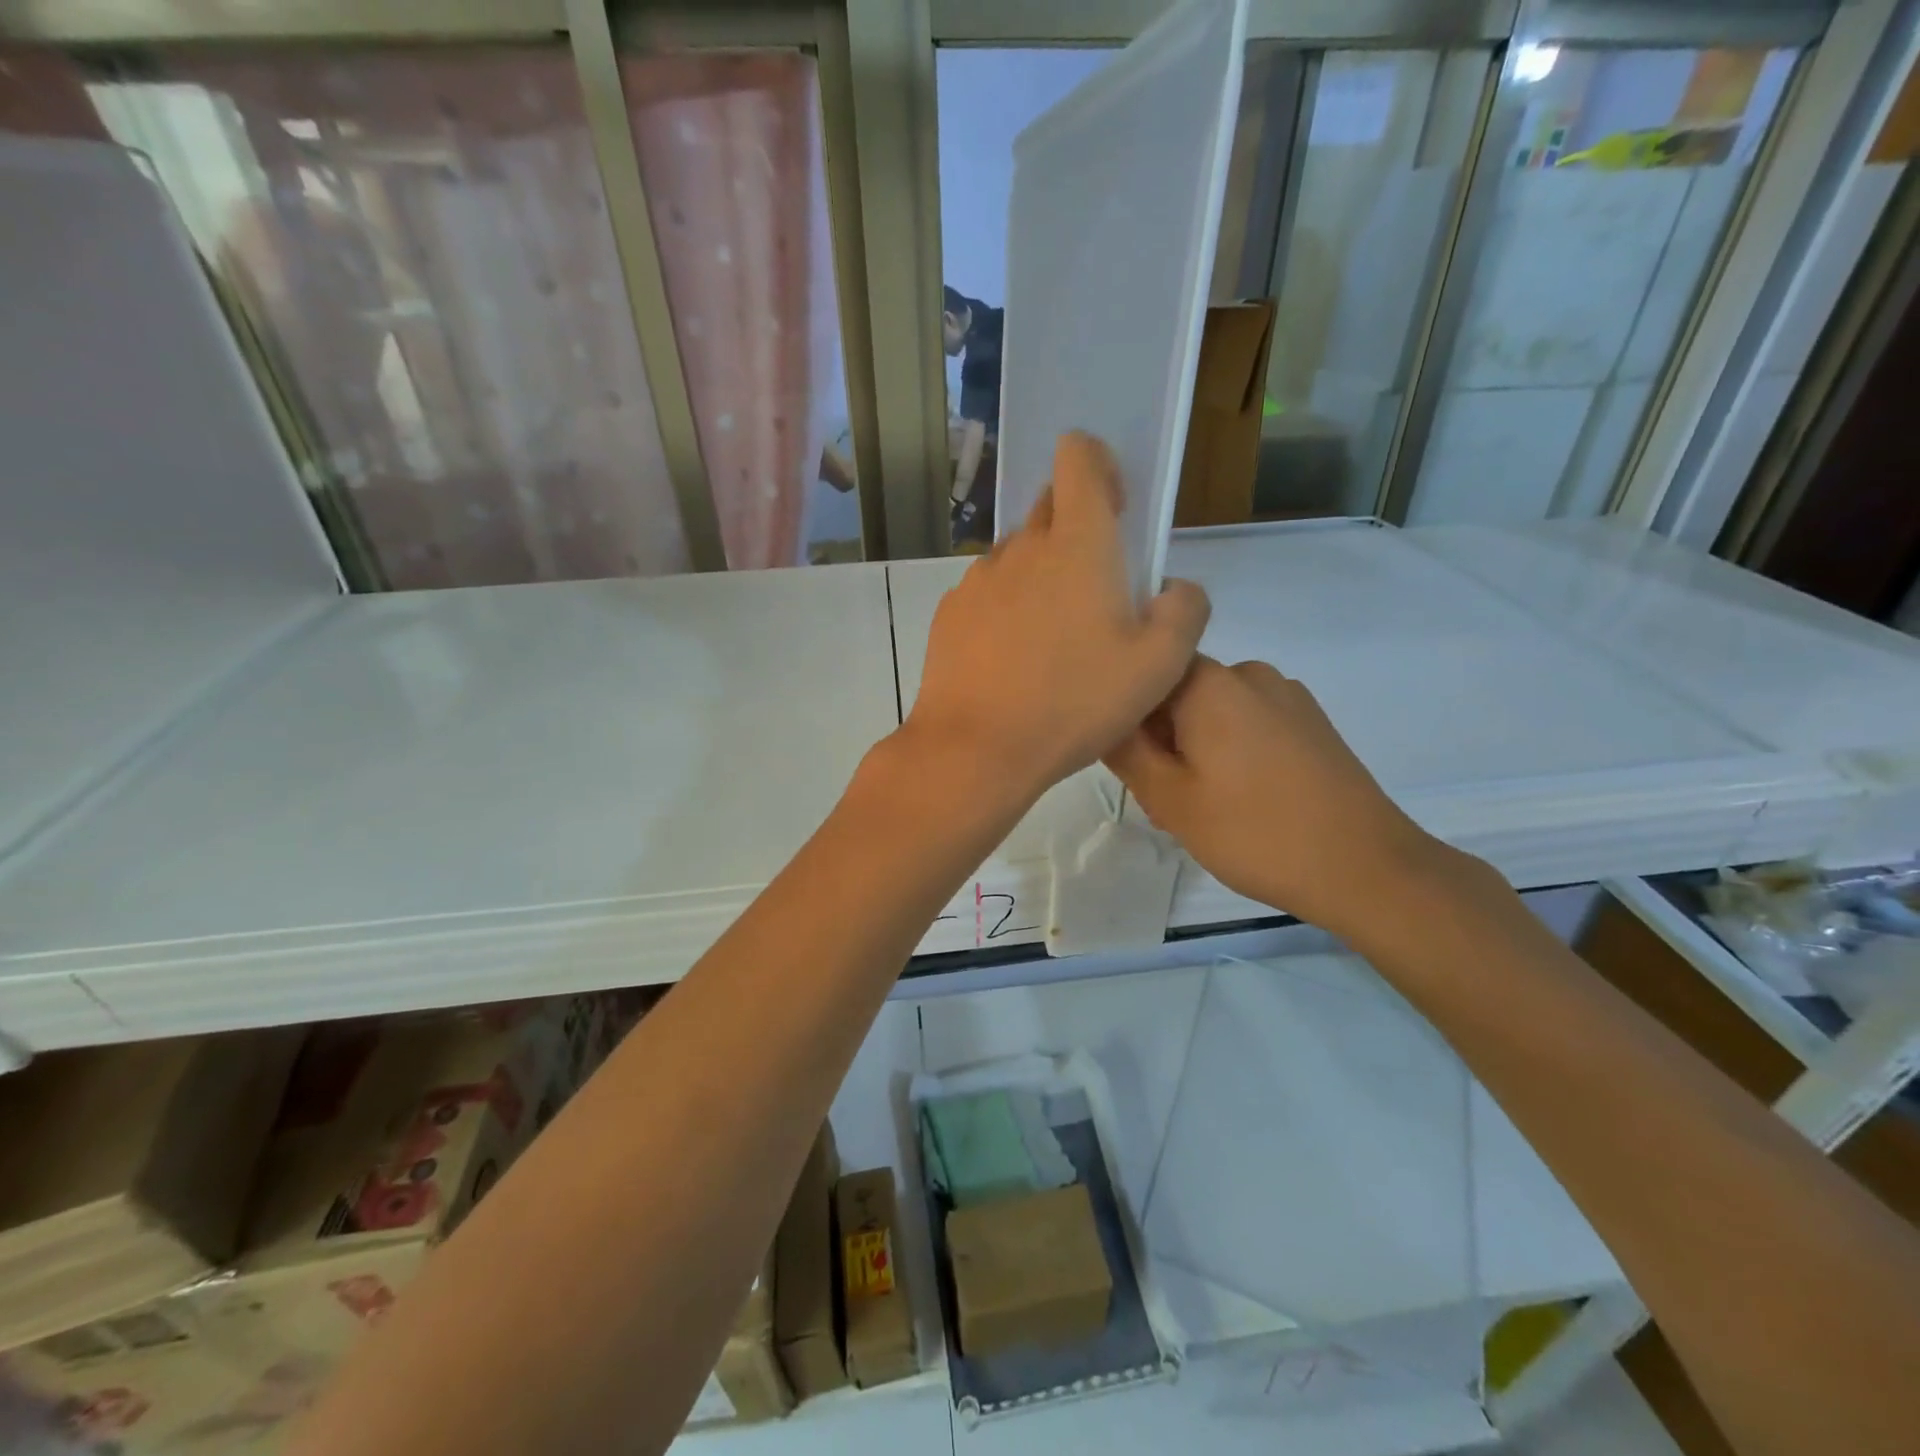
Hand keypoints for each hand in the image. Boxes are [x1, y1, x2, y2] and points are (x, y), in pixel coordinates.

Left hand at [903, 432, 1210, 807]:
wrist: (977, 747)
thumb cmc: (1074, 702)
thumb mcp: (1159, 666)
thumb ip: (1184, 611)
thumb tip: (1174, 588)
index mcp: (1078, 543)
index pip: (1079, 457)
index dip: (1099, 466)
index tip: (1114, 508)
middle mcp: (1022, 547)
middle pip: (1049, 507)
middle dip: (1076, 529)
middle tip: (1096, 594)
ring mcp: (979, 579)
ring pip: (1018, 555)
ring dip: (1040, 575)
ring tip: (1052, 640)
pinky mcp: (950, 612)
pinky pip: (988, 593)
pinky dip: (1005, 608)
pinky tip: (1012, 661)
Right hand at [1105, 656, 1451, 940]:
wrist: (1366, 867)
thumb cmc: (1255, 833)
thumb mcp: (1170, 799)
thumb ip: (1124, 751)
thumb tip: (1102, 716)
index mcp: (1209, 682)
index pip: (1142, 673)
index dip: (1126, 717)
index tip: (1133, 765)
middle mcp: (1248, 672)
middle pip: (1177, 692)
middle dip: (1161, 738)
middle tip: (1166, 800)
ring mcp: (1286, 694)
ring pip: (1212, 711)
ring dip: (1195, 748)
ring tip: (1206, 806)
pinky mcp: (1310, 720)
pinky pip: (1248, 722)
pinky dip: (1231, 751)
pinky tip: (1244, 800)